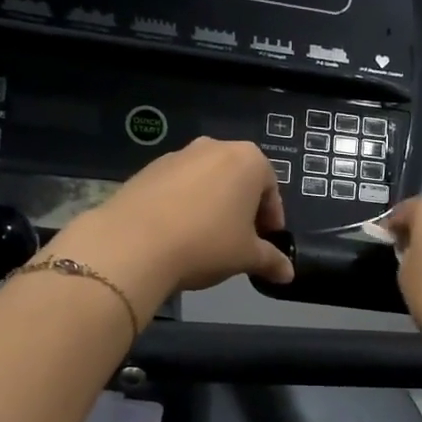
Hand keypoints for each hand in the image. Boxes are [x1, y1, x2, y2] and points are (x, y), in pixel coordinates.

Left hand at [48, 139, 294, 308]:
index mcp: (248, 160)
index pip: (271, 189)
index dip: (272, 219)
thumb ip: (271, 260)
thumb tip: (288, 273)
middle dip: (242, 209)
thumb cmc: (207, 243)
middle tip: (240, 241)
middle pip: (238, 180)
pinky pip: (177, 187)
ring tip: (206, 240)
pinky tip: (177, 235)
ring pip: (206, 182)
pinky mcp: (147, 169)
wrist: (134, 243)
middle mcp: (214, 147)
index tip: (267, 242)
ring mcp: (177, 155)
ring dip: (212, 206)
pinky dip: (184, 206)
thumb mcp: (247, 256)